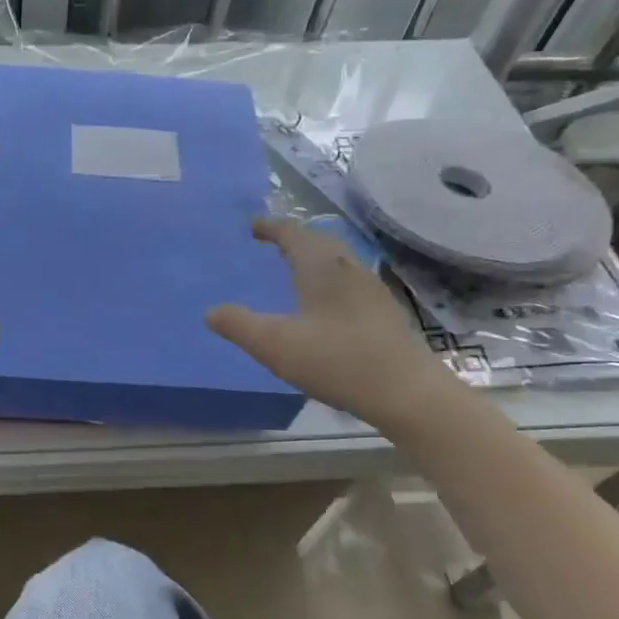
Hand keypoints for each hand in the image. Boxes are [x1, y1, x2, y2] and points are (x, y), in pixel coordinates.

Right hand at [206, 217, 458, 431]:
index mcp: (321, 267)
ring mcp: (372, 289)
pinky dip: (328, 279)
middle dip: (294, 238)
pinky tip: (323, 304)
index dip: (271, 227)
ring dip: (314, 258)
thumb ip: (238, 325)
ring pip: (338, 260)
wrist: (406, 392)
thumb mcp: (274, 345)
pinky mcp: (384, 311)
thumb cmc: (337, 360)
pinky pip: (349, 280)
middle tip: (271, 244)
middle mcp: (349, 268)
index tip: (253, 227)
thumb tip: (211, 311)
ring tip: (294, 271)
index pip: (293, 233)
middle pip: (319, 241)